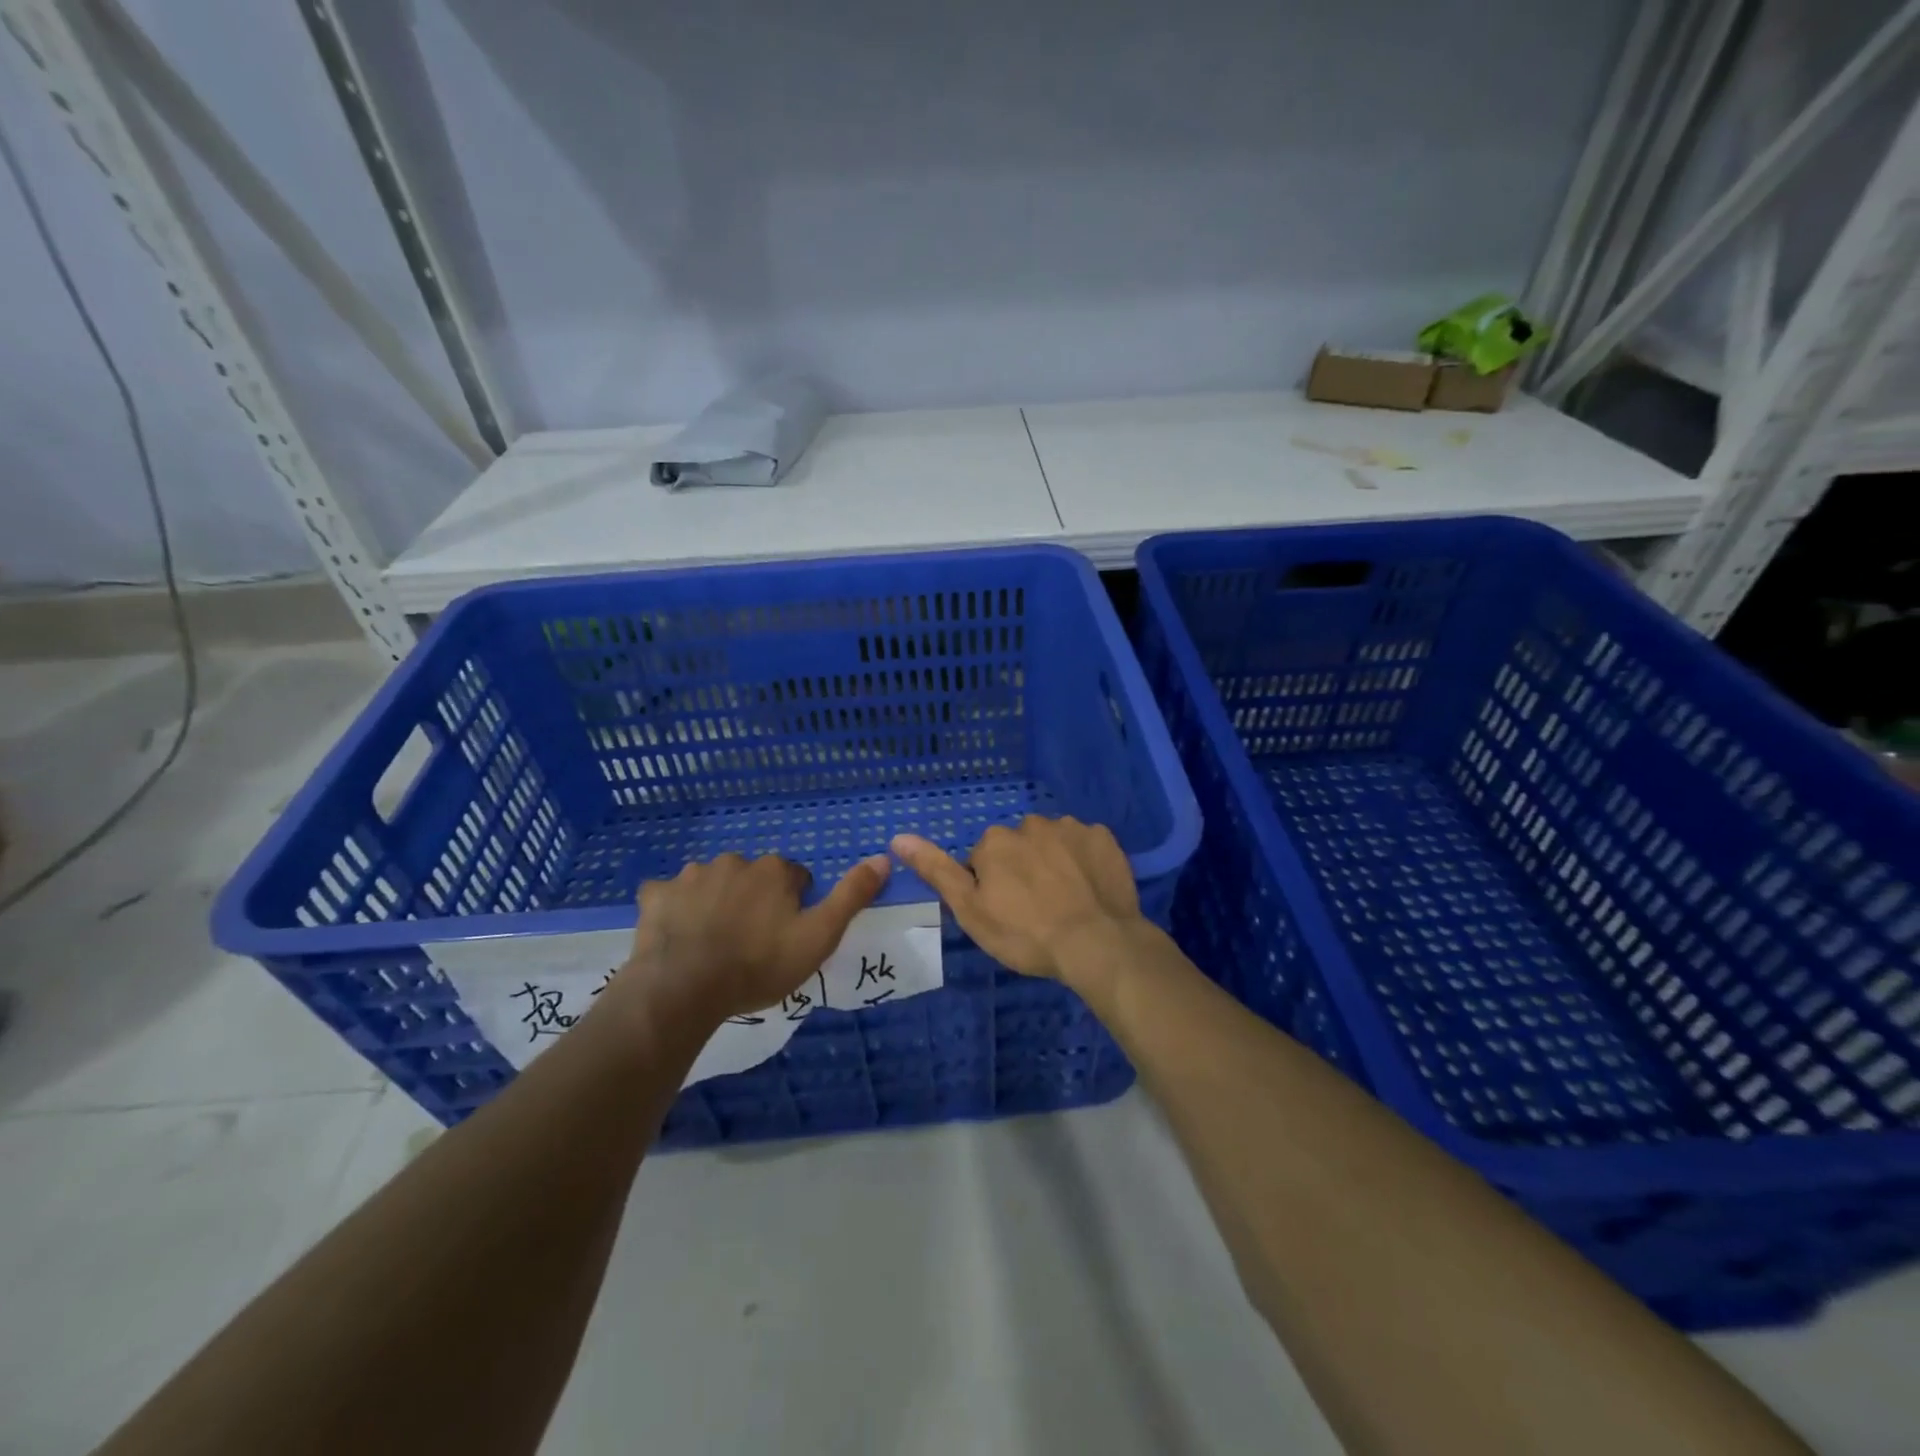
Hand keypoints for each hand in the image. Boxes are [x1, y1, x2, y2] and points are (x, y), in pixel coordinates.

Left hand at [617, 852, 890, 1023]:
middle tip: (751, 942)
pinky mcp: (656, 895)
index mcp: (773, 870)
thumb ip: (851, 896)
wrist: (684, 988)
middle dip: (754, 900)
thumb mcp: (819, 936)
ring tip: (713, 943)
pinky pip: (668, 895)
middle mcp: (734, 861)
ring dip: (715, 902)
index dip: (794, 906)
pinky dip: (674, 909)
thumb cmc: (758, 965)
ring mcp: (690, 876)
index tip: (786, 935)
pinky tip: (676, 935)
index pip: (795, 877)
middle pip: (753, 877)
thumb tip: (883, 859)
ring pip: (712, 883)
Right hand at [890, 816, 1144, 984]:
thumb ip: (937, 870)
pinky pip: (1086, 844)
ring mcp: (1071, 827)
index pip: (984, 860)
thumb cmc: (1025, 933)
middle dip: (1023, 869)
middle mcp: (1031, 823)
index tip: (1006, 914)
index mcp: (995, 841)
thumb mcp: (970, 910)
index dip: (992, 888)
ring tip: (1066, 902)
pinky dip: (1085, 861)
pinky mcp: (1104, 837)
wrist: (1096, 943)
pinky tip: (1090, 888)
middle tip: (1036, 910)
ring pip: (1053, 843)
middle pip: (1019, 847)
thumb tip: (898, 837)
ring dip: (1054, 862)